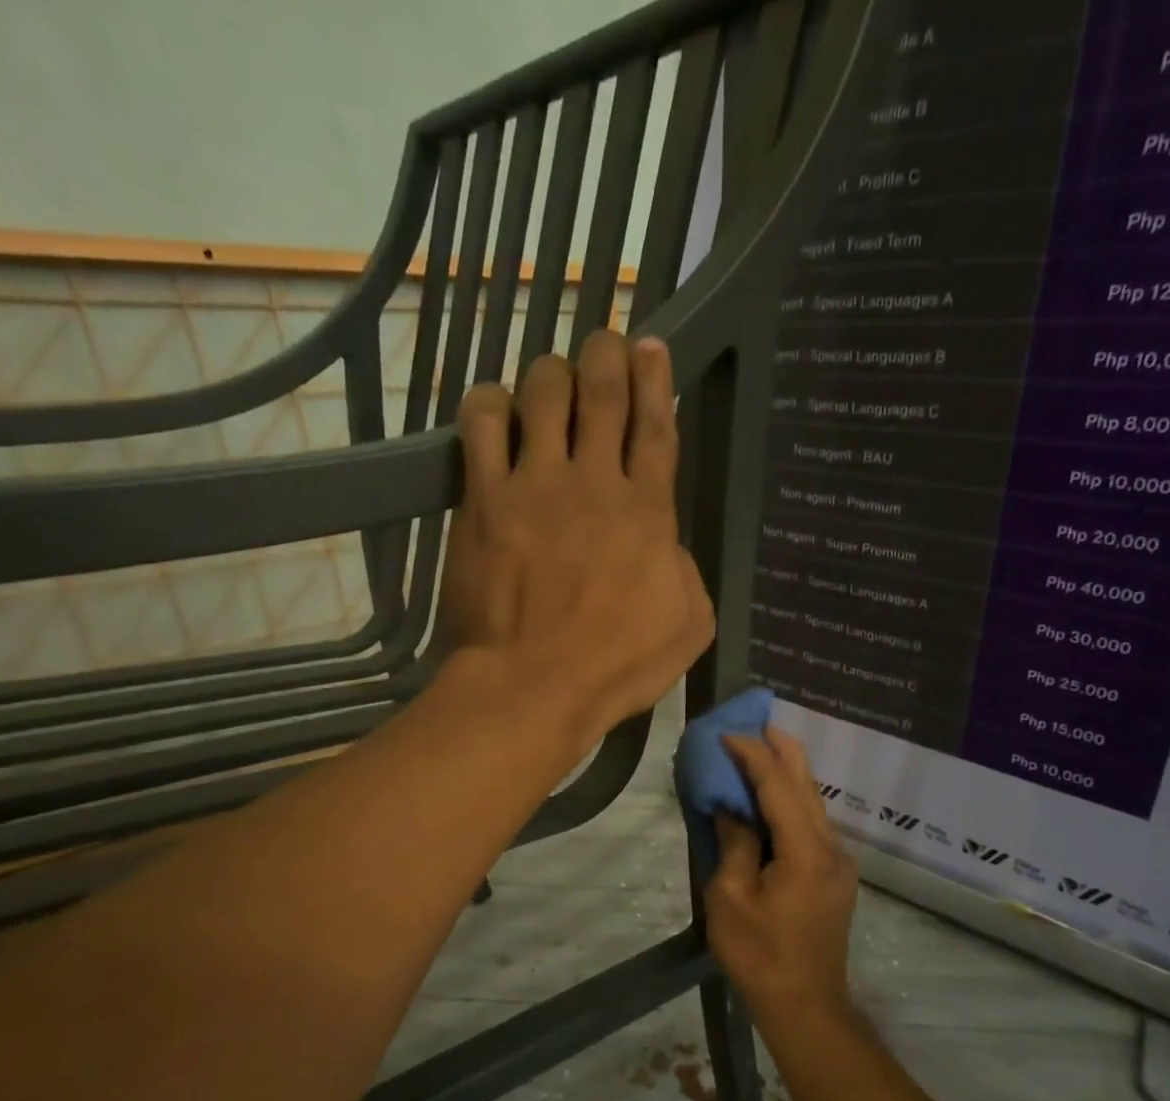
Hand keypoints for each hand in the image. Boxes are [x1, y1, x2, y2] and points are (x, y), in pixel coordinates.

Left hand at [441, 331, 714, 745]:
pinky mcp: (484, 499)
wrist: (533, 685)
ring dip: (550, 373)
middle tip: (603, 346)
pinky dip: (489, 404)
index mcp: (650, 511)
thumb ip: (687, 573)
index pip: (656, 425)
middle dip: (604, 356)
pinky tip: (494, 407)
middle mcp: (595, 482)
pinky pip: (481, 425)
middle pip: (601, 392)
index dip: (655, 378)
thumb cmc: (617, 667)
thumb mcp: (689, 627)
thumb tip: (669, 546)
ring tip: (551, 379)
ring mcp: (535, 485)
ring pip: (542, 393)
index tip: (650, 346)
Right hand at [704, 727, 859, 1016]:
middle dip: (782, 748)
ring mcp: (837, 861)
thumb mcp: (731, 899)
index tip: (727, 733)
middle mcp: (830, 847)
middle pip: (807, 784)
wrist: (806, 1005)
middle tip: (757, 721)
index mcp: (805, 850)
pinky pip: (812, 823)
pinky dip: (791, 800)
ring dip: (787, 773)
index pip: (778, 786)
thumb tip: (732, 808)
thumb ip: (734, 844)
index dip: (753, 755)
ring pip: (813, 801)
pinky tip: (772, 797)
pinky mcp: (834, 875)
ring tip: (762, 749)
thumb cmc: (760, 954)